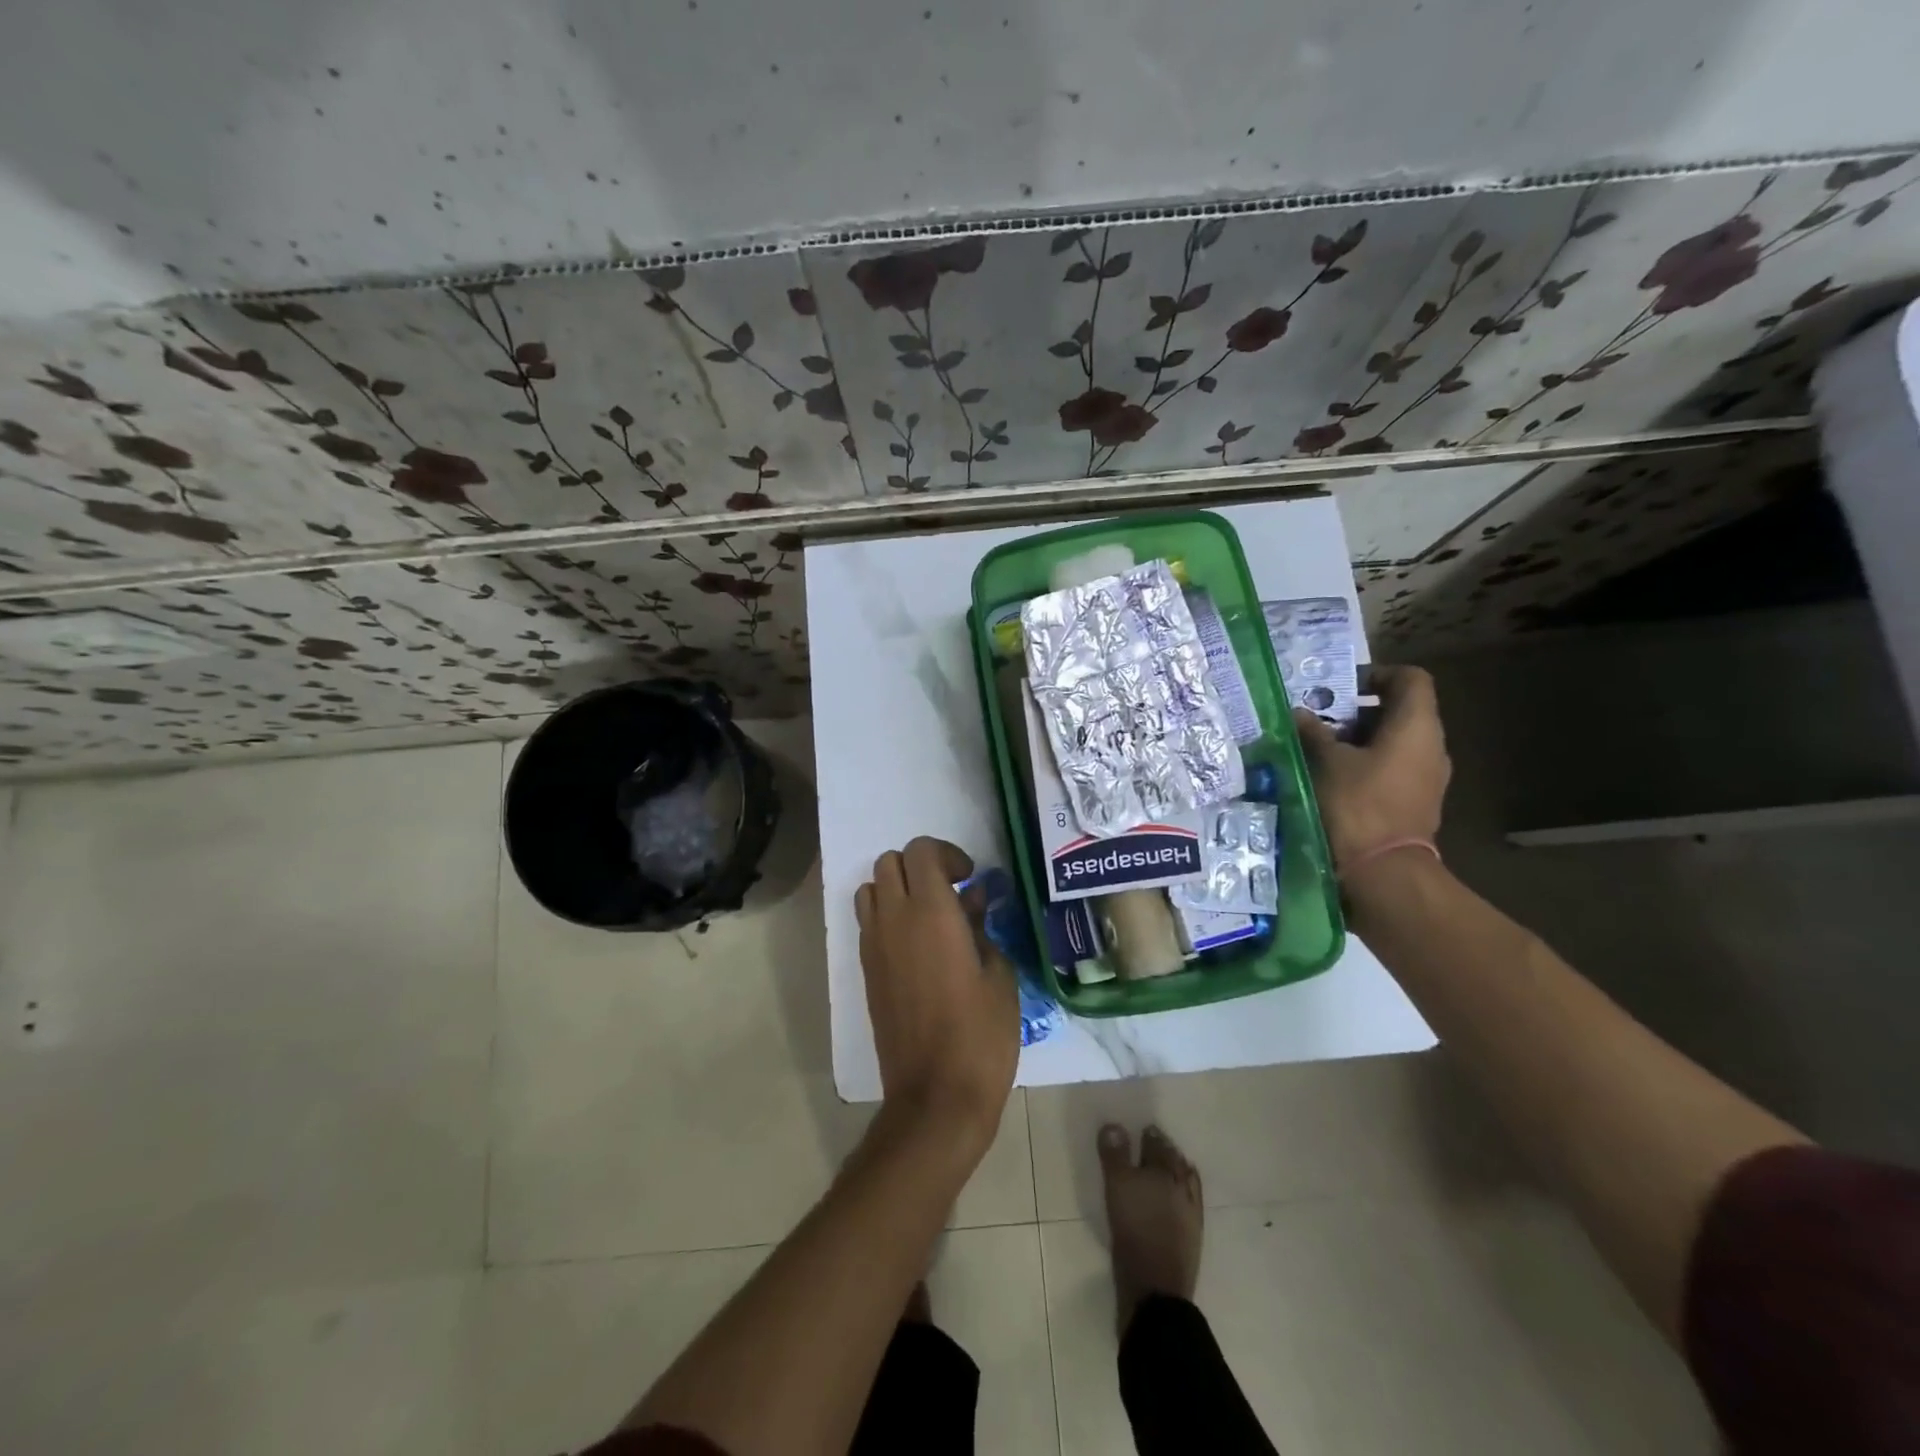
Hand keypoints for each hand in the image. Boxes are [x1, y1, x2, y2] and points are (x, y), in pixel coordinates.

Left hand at [856, 838, 1018, 1152]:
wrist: (935, 1094)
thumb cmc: (981, 1034)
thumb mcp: (999, 975)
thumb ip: (981, 928)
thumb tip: (971, 904)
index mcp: (931, 911)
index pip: (921, 851)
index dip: (947, 854)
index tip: (969, 879)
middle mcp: (894, 918)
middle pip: (889, 861)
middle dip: (920, 866)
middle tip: (951, 892)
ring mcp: (873, 945)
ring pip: (871, 888)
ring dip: (897, 888)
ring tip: (929, 915)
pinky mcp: (866, 970)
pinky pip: (868, 921)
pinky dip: (887, 916)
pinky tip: (917, 946)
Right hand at [1293, 664, 1450, 870]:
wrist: (1384, 871)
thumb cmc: (1357, 804)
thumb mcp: (1325, 762)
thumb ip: (1313, 732)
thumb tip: (1299, 713)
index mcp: (1416, 726)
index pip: (1411, 679)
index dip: (1378, 674)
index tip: (1343, 687)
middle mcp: (1431, 746)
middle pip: (1401, 710)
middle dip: (1359, 711)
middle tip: (1321, 719)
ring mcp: (1428, 776)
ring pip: (1395, 741)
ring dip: (1360, 740)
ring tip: (1322, 749)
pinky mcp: (1417, 801)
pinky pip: (1394, 767)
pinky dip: (1367, 763)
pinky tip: (1335, 777)